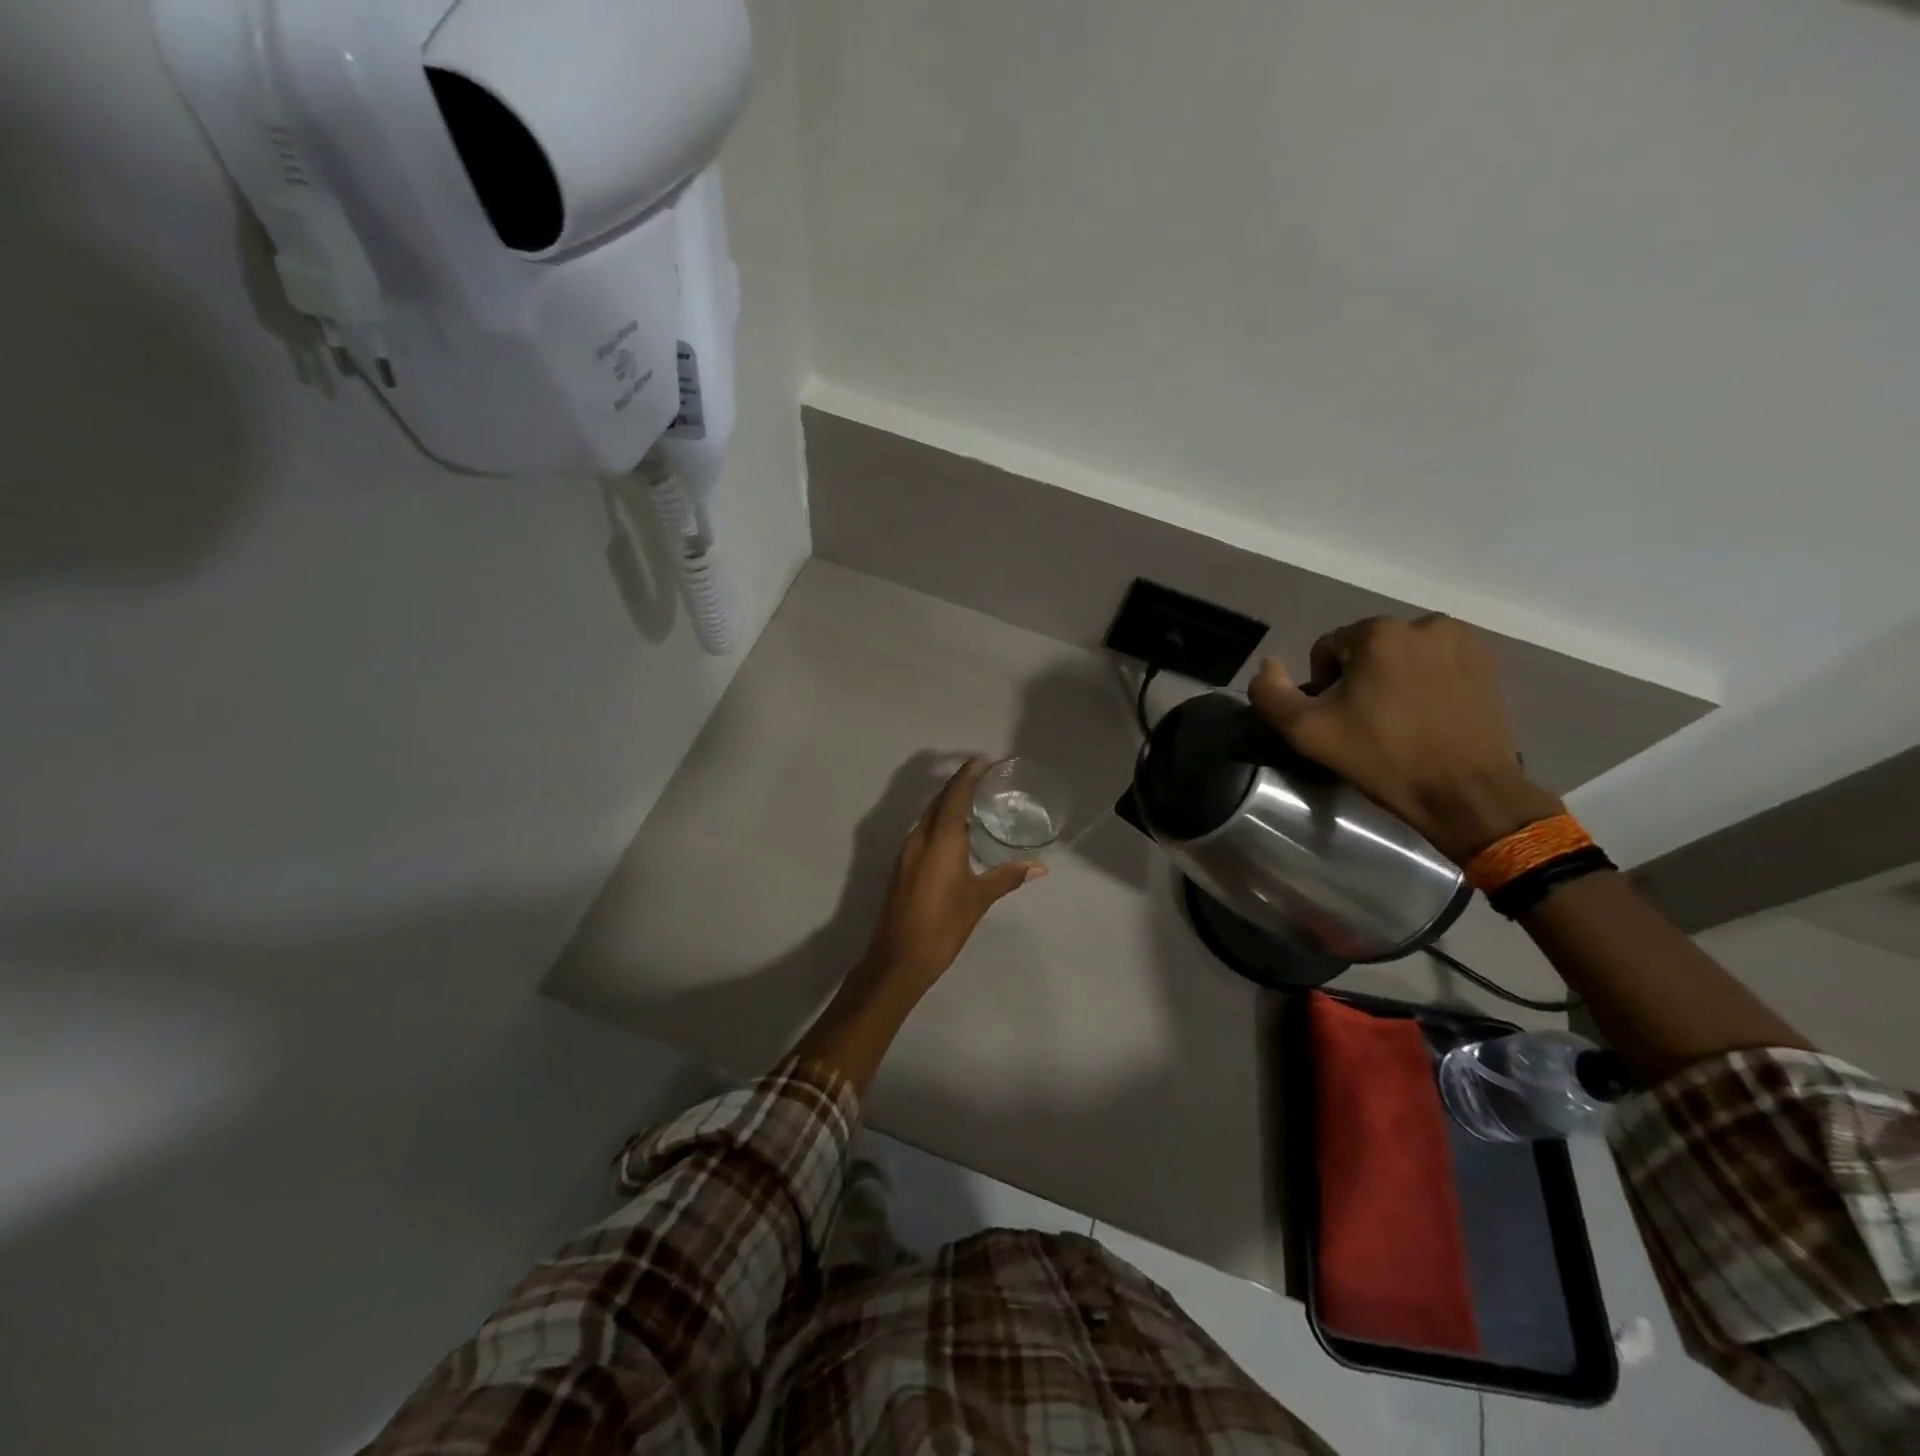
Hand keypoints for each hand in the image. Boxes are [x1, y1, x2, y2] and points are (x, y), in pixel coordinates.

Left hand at [852, 756, 1046, 1008]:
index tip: (981, 760)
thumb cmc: (943, 925)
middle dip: (957, 786)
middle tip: (981, 778)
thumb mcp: (978, 899)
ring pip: (928, 818)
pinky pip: (923, 834)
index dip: (967, 775)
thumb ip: (1007, 877)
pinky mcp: (901, 867)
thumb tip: (1039, 867)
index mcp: (940, 839)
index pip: (954, 795)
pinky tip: (954, 836)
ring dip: (947, 806)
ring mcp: (907, 853)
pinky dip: (939, 825)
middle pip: (938, 802)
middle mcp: (920, 838)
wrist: (898, 957)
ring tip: (972, 804)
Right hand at [1248, 616, 1563, 863]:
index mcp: (1378, 632)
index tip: (1338, 720)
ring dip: (1394, 677)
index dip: (1323, 686)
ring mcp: (1462, 640)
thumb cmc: (1383, 758)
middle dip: (1360, 679)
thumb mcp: (1307, 732)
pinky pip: (1438, 662)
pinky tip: (1429, 715)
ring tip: (1400, 719)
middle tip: (1367, 722)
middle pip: (1368, 648)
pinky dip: (1427, 681)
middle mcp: (1423, 624)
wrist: (1466, 792)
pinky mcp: (1488, 662)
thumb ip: (1271, 694)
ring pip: (1404, 654)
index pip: (1327, 648)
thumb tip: (1267, 665)